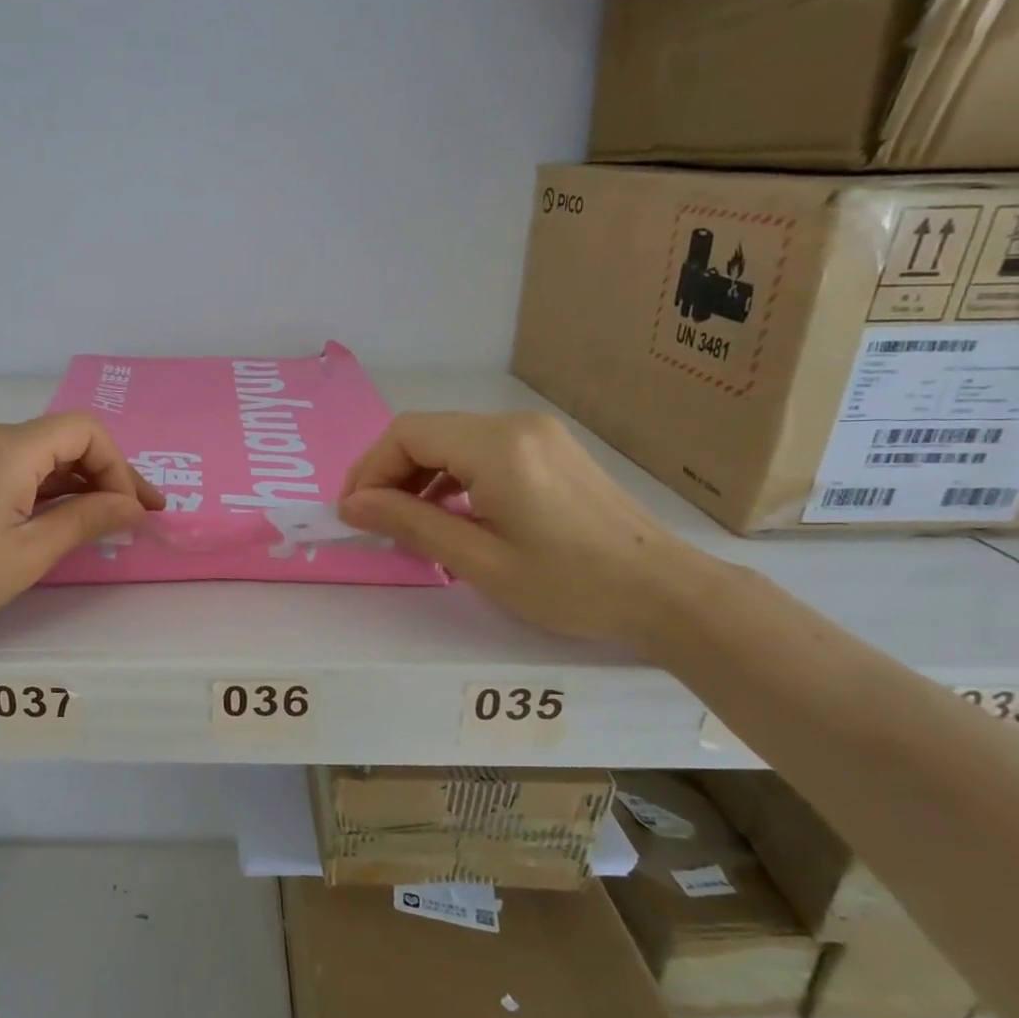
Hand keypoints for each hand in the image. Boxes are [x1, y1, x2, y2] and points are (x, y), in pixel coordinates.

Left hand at [0, 414, 162, 651]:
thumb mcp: (27, 554)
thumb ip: (86, 520)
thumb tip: (134, 507)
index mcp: (6, 447)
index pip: (84, 431)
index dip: (119, 467)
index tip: (133, 511)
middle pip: (64, 439)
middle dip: (105, 475)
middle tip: (135, 516)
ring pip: (40, 454)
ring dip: (76, 483)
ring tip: (106, 521)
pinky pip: (14, 467)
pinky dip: (44, 488)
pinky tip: (61, 516)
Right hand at [338, 411, 710, 651]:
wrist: (666, 592)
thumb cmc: (570, 585)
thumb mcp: (479, 561)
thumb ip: (410, 523)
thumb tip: (352, 505)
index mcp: (497, 446)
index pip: (407, 434)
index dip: (368, 469)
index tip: (352, 513)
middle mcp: (514, 425)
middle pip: (426, 433)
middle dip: (388, 473)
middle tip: (372, 521)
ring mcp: (535, 433)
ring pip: (451, 441)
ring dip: (417, 476)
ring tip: (405, 522)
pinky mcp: (549, 448)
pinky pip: (479, 450)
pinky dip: (450, 476)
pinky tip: (447, 512)